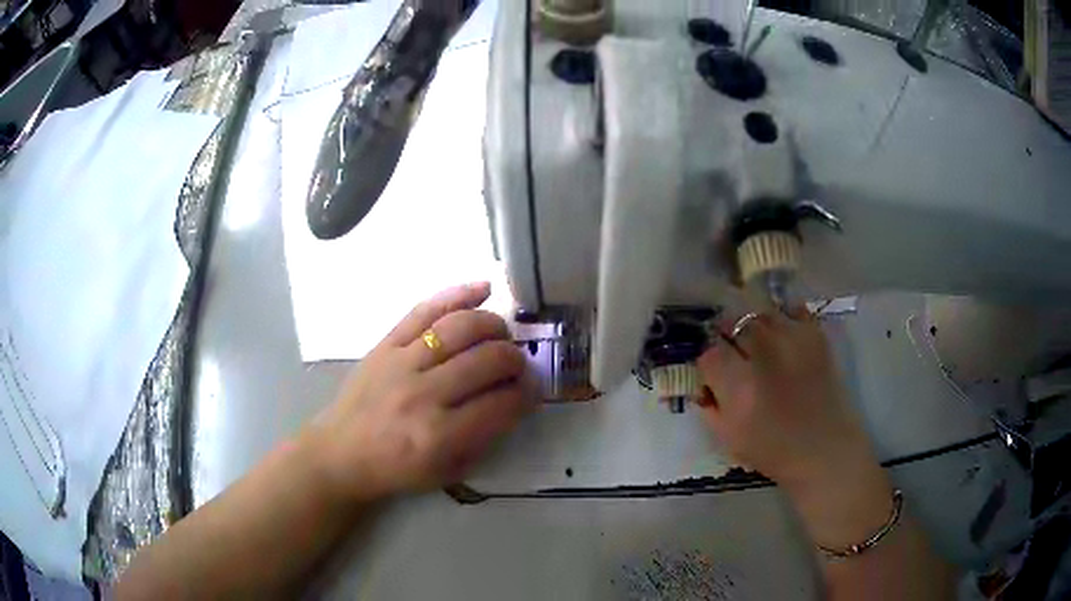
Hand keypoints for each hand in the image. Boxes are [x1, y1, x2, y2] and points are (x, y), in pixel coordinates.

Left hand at [305, 282, 535, 502]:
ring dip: (494, 326)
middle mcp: (422, 395)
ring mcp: (401, 364)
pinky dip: (458, 294)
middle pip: (487, 360)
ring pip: (460, 328)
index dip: (528, 394)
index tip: (534, 390)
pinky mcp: (385, 344)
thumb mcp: (448, 471)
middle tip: (519, 365)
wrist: (341, 452)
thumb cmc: (397, 469)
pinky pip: (424, 309)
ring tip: (503, 335)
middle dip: (515, 360)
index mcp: (439, 436)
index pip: (502, 403)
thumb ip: (485, 437)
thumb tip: (515, 397)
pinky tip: (484, 289)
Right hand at [696, 306, 876, 489]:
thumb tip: (704, 383)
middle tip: (734, 355)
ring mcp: (794, 339)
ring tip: (759, 344)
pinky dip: (783, 318)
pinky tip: (782, 335)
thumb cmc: (775, 451)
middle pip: (734, 324)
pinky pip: (792, 310)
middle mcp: (765, 354)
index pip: (710, 354)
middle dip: (728, 337)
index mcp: (740, 386)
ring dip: (753, 326)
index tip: (715, 375)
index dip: (709, 365)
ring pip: (760, 313)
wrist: (826, 449)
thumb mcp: (729, 438)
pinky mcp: (816, 335)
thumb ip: (710, 406)